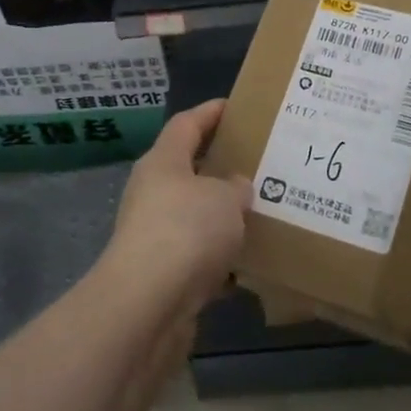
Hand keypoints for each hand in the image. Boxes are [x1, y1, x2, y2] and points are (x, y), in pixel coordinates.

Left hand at [100, 100, 248, 314]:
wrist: (148, 303)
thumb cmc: (187, 230)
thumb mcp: (225, 198)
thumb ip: (236, 187)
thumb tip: (235, 187)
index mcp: (163, 161)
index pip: (187, 123)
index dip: (211, 112)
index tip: (235, 106)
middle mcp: (153, 192)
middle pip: (189, 170)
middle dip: (222, 167)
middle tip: (260, 164)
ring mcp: (154, 233)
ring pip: (195, 215)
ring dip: (222, 216)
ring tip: (262, 212)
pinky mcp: (161, 272)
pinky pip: (197, 256)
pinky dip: (220, 258)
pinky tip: (250, 263)